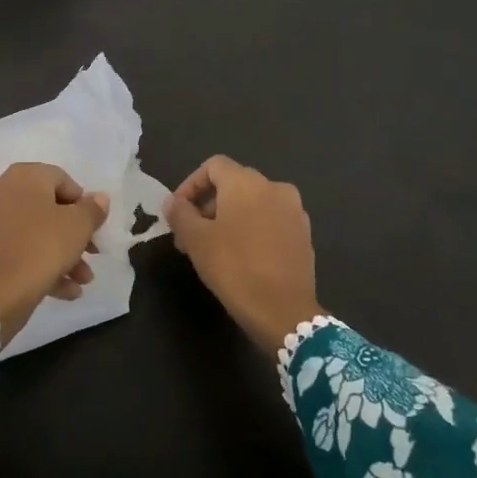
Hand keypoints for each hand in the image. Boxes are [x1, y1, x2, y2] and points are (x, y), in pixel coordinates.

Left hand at [0, 163, 108, 344]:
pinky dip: (41, 265)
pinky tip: (66, 290)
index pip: (62, 180)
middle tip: (93, 254)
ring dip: (63, 254)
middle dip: (75, 234)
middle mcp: (0, 191)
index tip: (95, 228)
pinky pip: (19, 250)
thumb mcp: (78, 227)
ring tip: (83, 280)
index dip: (83, 204)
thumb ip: (93, 209)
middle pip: (48, 209)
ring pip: (34, 233)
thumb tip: (99, 198)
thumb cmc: (42, 248)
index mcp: (22, 177)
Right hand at [163, 155, 323, 356]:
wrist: (284, 311)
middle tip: (190, 235)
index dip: (190, 185)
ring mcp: (294, 211)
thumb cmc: (234, 268)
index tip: (178, 212)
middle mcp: (274, 187)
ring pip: (253, 203)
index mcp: (247, 182)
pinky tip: (242, 257)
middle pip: (233, 184)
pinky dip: (253, 229)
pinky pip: (271, 220)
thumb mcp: (196, 240)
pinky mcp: (304, 234)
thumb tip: (172, 202)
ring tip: (213, 248)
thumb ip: (180, 214)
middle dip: (207, 205)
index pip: (213, 166)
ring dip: (229, 218)